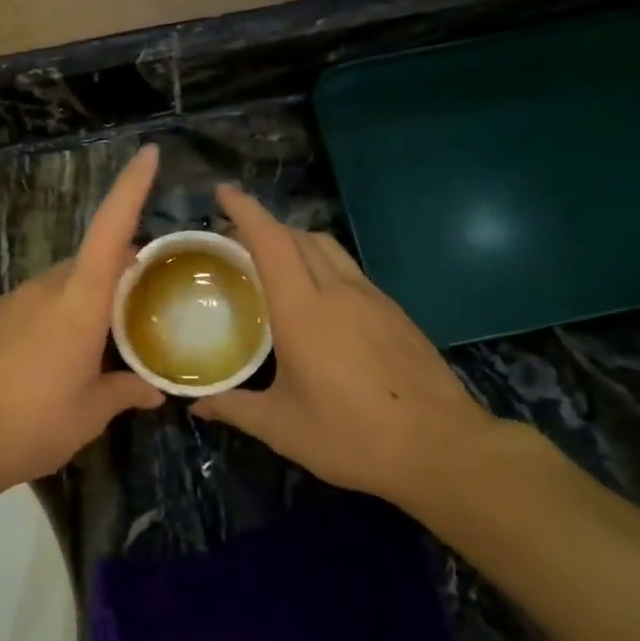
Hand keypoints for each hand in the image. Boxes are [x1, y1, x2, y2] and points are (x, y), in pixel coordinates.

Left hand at [0, 147, 165, 501]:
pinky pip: (39, 303)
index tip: (148, 153)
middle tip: (148, 295)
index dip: (131, 188)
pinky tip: (61, 355)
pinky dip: (61, 313)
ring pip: (64, 283)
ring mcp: (13, 301)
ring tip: (108, 336)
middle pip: (92, 259)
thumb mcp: (88, 415)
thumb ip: (124, 393)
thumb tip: (154, 392)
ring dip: (90, 296)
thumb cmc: (30, 426)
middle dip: (121, 266)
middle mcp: (45, 289)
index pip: (110, 230)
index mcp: (78, 303)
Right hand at [193, 185, 530, 510]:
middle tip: (237, 242)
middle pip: (300, 236)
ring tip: (275, 265)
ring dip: (297, 242)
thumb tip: (198, 405)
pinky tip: (319, 301)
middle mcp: (338, 291)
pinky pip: (350, 271)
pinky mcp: (396, 312)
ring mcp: (373, 298)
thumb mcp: (283, 428)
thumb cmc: (352, 436)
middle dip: (266, 227)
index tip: (223, 192)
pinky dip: (323, 266)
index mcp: (303, 311)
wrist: (441, 448)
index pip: (270, 242)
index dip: (245, 210)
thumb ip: (235, 408)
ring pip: (329, 249)